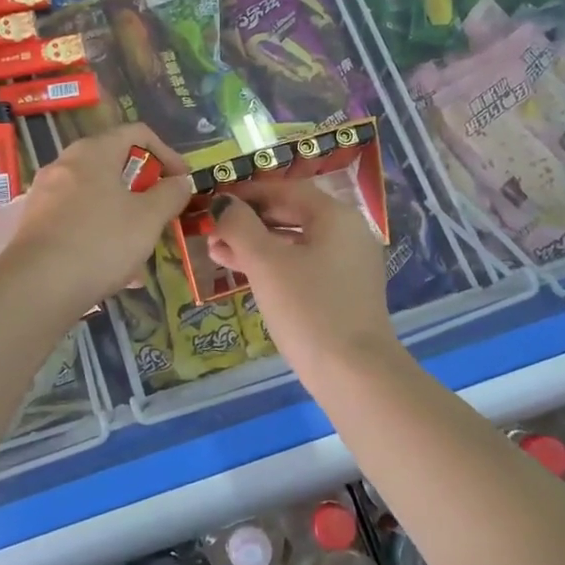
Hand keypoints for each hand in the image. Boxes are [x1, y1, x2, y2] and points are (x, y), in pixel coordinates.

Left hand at [6, 125, 191, 312]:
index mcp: (93, 152)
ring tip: (141, 246)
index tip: (181, 182)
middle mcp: (65, 164)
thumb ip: (170, 194)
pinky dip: (100, 233)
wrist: (37, 286)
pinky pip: (77, 220)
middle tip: (161, 213)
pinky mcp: (35, 224)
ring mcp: (45, 194)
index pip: (137, 133)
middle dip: (143, 188)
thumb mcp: (148, 218)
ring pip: (96, 196)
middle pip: (114, 164)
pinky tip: (115, 268)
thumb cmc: (101, 242)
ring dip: (123, 214)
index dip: (167, 153)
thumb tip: (180, 182)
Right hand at [206, 179, 398, 374]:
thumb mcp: (266, 263)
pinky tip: (245, 275)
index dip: (246, 193)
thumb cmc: (308, 309)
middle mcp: (348, 233)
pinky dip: (274, 265)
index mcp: (335, 216)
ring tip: (217, 253)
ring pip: (295, 243)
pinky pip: (303, 265)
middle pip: (291, 214)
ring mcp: (349, 264)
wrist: (354, 374)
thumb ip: (240, 226)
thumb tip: (222, 204)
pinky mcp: (344, 292)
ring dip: (256, 245)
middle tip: (211, 230)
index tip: (213, 201)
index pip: (285, 189)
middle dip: (248, 222)